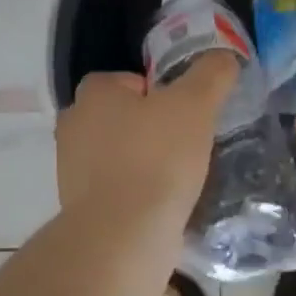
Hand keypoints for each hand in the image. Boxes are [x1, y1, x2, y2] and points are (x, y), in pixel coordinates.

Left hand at [56, 54, 236, 226]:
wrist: (123, 237)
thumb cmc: (156, 158)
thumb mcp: (195, 105)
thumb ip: (211, 75)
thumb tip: (224, 58)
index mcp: (93, 94)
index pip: (128, 79)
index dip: (159, 91)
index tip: (185, 112)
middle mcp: (73, 126)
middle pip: (122, 117)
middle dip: (151, 128)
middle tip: (187, 143)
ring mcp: (71, 170)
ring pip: (118, 154)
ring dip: (144, 162)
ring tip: (180, 177)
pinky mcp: (79, 208)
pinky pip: (116, 190)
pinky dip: (137, 194)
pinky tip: (164, 206)